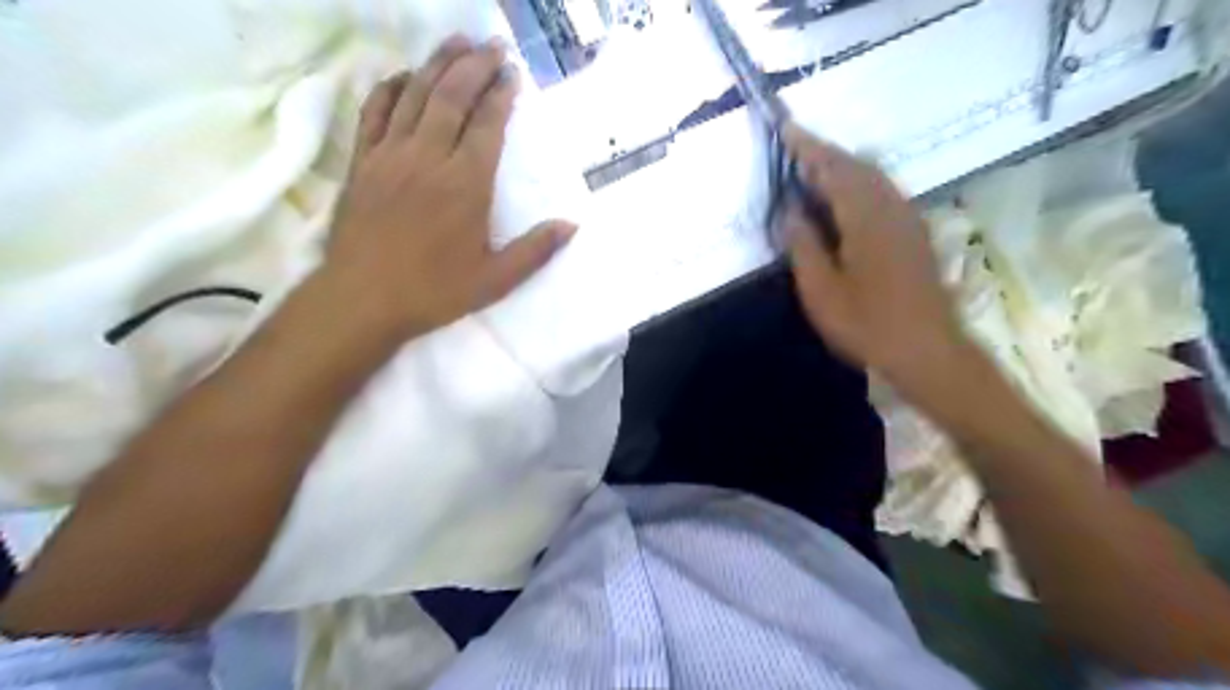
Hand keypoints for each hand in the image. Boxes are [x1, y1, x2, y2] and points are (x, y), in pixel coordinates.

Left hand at [324, 34, 578, 339]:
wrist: (363, 300)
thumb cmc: (434, 292)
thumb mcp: (495, 280)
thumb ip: (536, 250)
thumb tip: (572, 225)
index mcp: (465, 184)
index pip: (487, 125)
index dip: (501, 95)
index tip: (513, 73)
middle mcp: (428, 157)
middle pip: (453, 96)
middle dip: (475, 65)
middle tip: (493, 45)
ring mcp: (390, 154)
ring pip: (416, 94)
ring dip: (439, 63)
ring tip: (458, 42)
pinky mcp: (362, 161)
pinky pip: (376, 110)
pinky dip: (392, 87)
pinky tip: (406, 76)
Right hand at [787, 122, 969, 395]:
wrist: (928, 350)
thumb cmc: (867, 323)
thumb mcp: (821, 291)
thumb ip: (804, 246)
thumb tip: (791, 210)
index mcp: (864, 217)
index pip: (833, 169)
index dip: (808, 148)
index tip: (787, 128)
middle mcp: (890, 207)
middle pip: (857, 166)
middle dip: (826, 153)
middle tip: (797, 147)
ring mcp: (907, 219)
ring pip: (874, 177)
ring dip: (845, 166)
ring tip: (816, 168)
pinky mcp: (915, 233)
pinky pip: (884, 193)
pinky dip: (861, 184)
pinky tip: (848, 198)